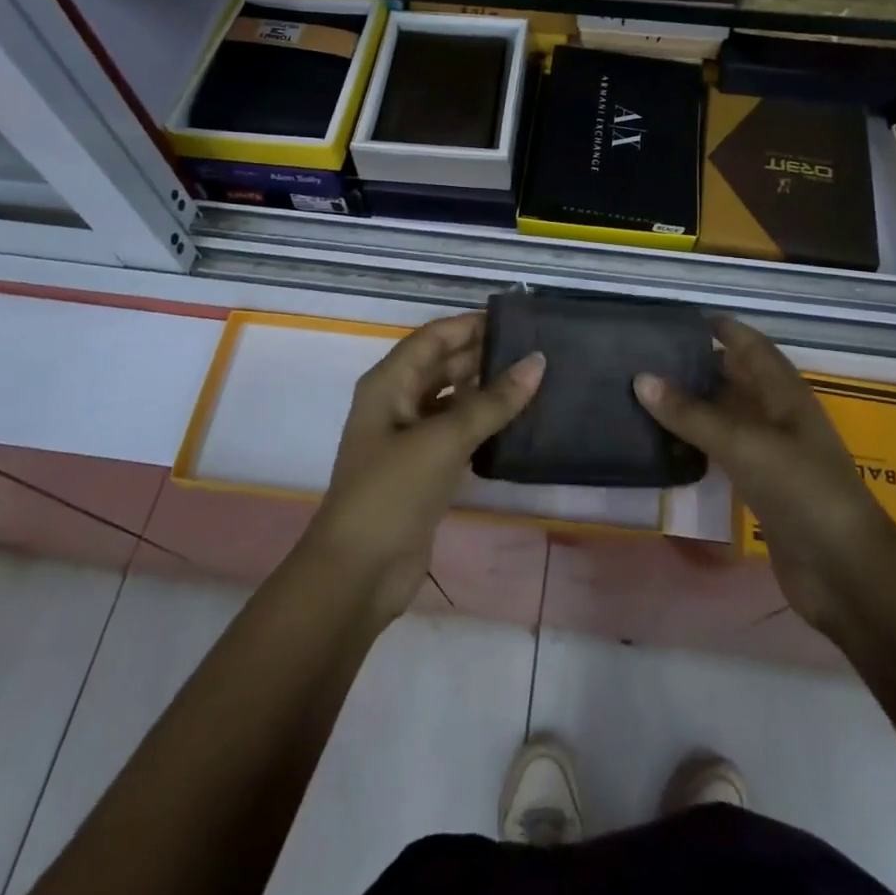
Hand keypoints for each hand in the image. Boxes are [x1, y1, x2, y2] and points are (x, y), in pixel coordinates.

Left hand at [308, 313, 543, 624]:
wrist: (358, 574)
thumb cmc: (392, 492)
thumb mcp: (444, 440)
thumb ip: (492, 401)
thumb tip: (537, 362)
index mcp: (389, 383)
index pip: (434, 337)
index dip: (471, 325)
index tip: (518, 320)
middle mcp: (398, 402)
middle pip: (444, 365)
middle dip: (484, 354)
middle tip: (537, 349)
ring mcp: (410, 437)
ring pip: (454, 399)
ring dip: (487, 389)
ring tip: (536, 379)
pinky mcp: (425, 468)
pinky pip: (459, 431)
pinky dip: (484, 423)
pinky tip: (518, 421)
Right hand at [635, 316, 895, 634]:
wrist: (845, 572)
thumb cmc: (802, 491)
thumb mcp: (744, 444)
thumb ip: (692, 413)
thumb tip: (641, 378)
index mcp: (785, 394)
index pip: (752, 346)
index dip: (723, 329)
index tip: (680, 320)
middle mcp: (779, 417)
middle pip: (737, 380)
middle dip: (700, 366)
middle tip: (649, 358)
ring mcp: (773, 455)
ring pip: (728, 417)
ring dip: (695, 407)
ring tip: (647, 396)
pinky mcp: (763, 489)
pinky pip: (724, 454)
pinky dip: (698, 445)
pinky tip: (668, 446)